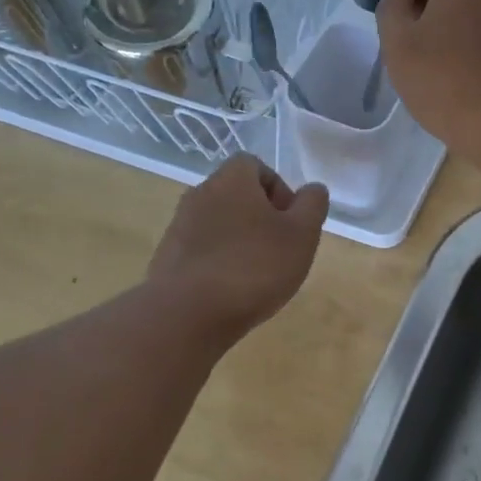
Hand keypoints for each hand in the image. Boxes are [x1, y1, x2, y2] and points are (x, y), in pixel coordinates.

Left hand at [148, 155, 327, 342]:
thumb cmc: (254, 267)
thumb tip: (313, 189)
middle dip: (261, 218)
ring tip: (257, 275)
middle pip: (236, 195)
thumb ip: (312, 205)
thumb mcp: (302, 235)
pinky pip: (202, 250)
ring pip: (219, 224)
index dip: (279, 190)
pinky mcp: (168, 257)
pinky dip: (219, 262)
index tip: (291, 222)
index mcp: (232, 180)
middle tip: (280, 250)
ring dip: (240, 241)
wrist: (188, 313)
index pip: (255, 166)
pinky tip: (231, 290)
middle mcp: (200, 194)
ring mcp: (179, 226)